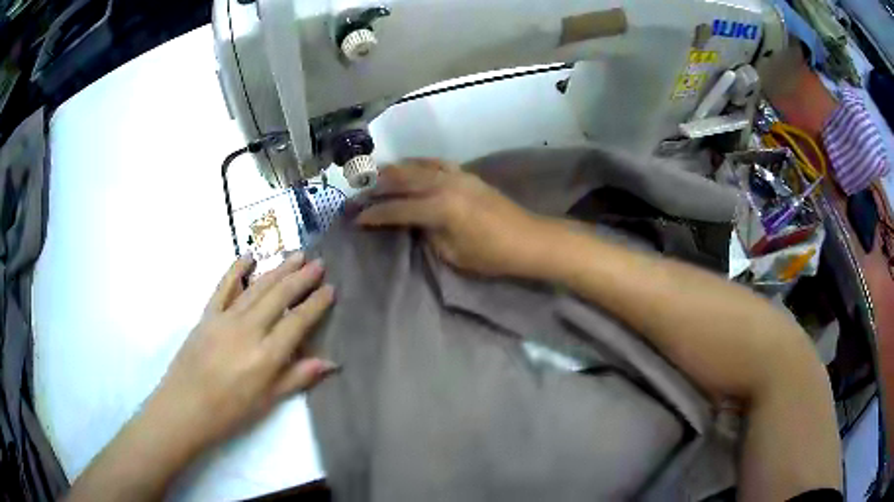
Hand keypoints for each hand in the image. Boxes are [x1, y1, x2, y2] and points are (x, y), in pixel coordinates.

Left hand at [145, 253, 336, 454]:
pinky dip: (236, 269)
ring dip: (277, 269)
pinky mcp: (207, 315)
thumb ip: (297, 378)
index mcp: (266, 356)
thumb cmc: (229, 412)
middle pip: (279, 297)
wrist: (184, 407)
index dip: (316, 304)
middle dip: (301, 278)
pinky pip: (223, 287)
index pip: (297, 322)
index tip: (331, 289)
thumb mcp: (267, 402)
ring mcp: (225, 319)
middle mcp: (248, 330)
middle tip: (318, 263)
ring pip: (256, 287)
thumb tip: (331, 363)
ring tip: (296, 255)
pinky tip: (249, 256)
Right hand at [357, 159, 548, 276]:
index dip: (374, 214)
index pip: (397, 209)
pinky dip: (418, 164)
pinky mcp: (467, 174)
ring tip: (377, 176)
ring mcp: (457, 175)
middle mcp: (444, 185)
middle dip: (377, 186)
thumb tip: (415, 223)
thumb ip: (428, 234)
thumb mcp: (453, 254)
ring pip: (417, 166)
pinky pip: (436, 163)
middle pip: (402, 179)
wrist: (528, 239)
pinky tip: (410, 167)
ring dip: (395, 170)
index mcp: (440, 208)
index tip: (357, 218)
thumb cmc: (492, 255)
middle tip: (359, 192)